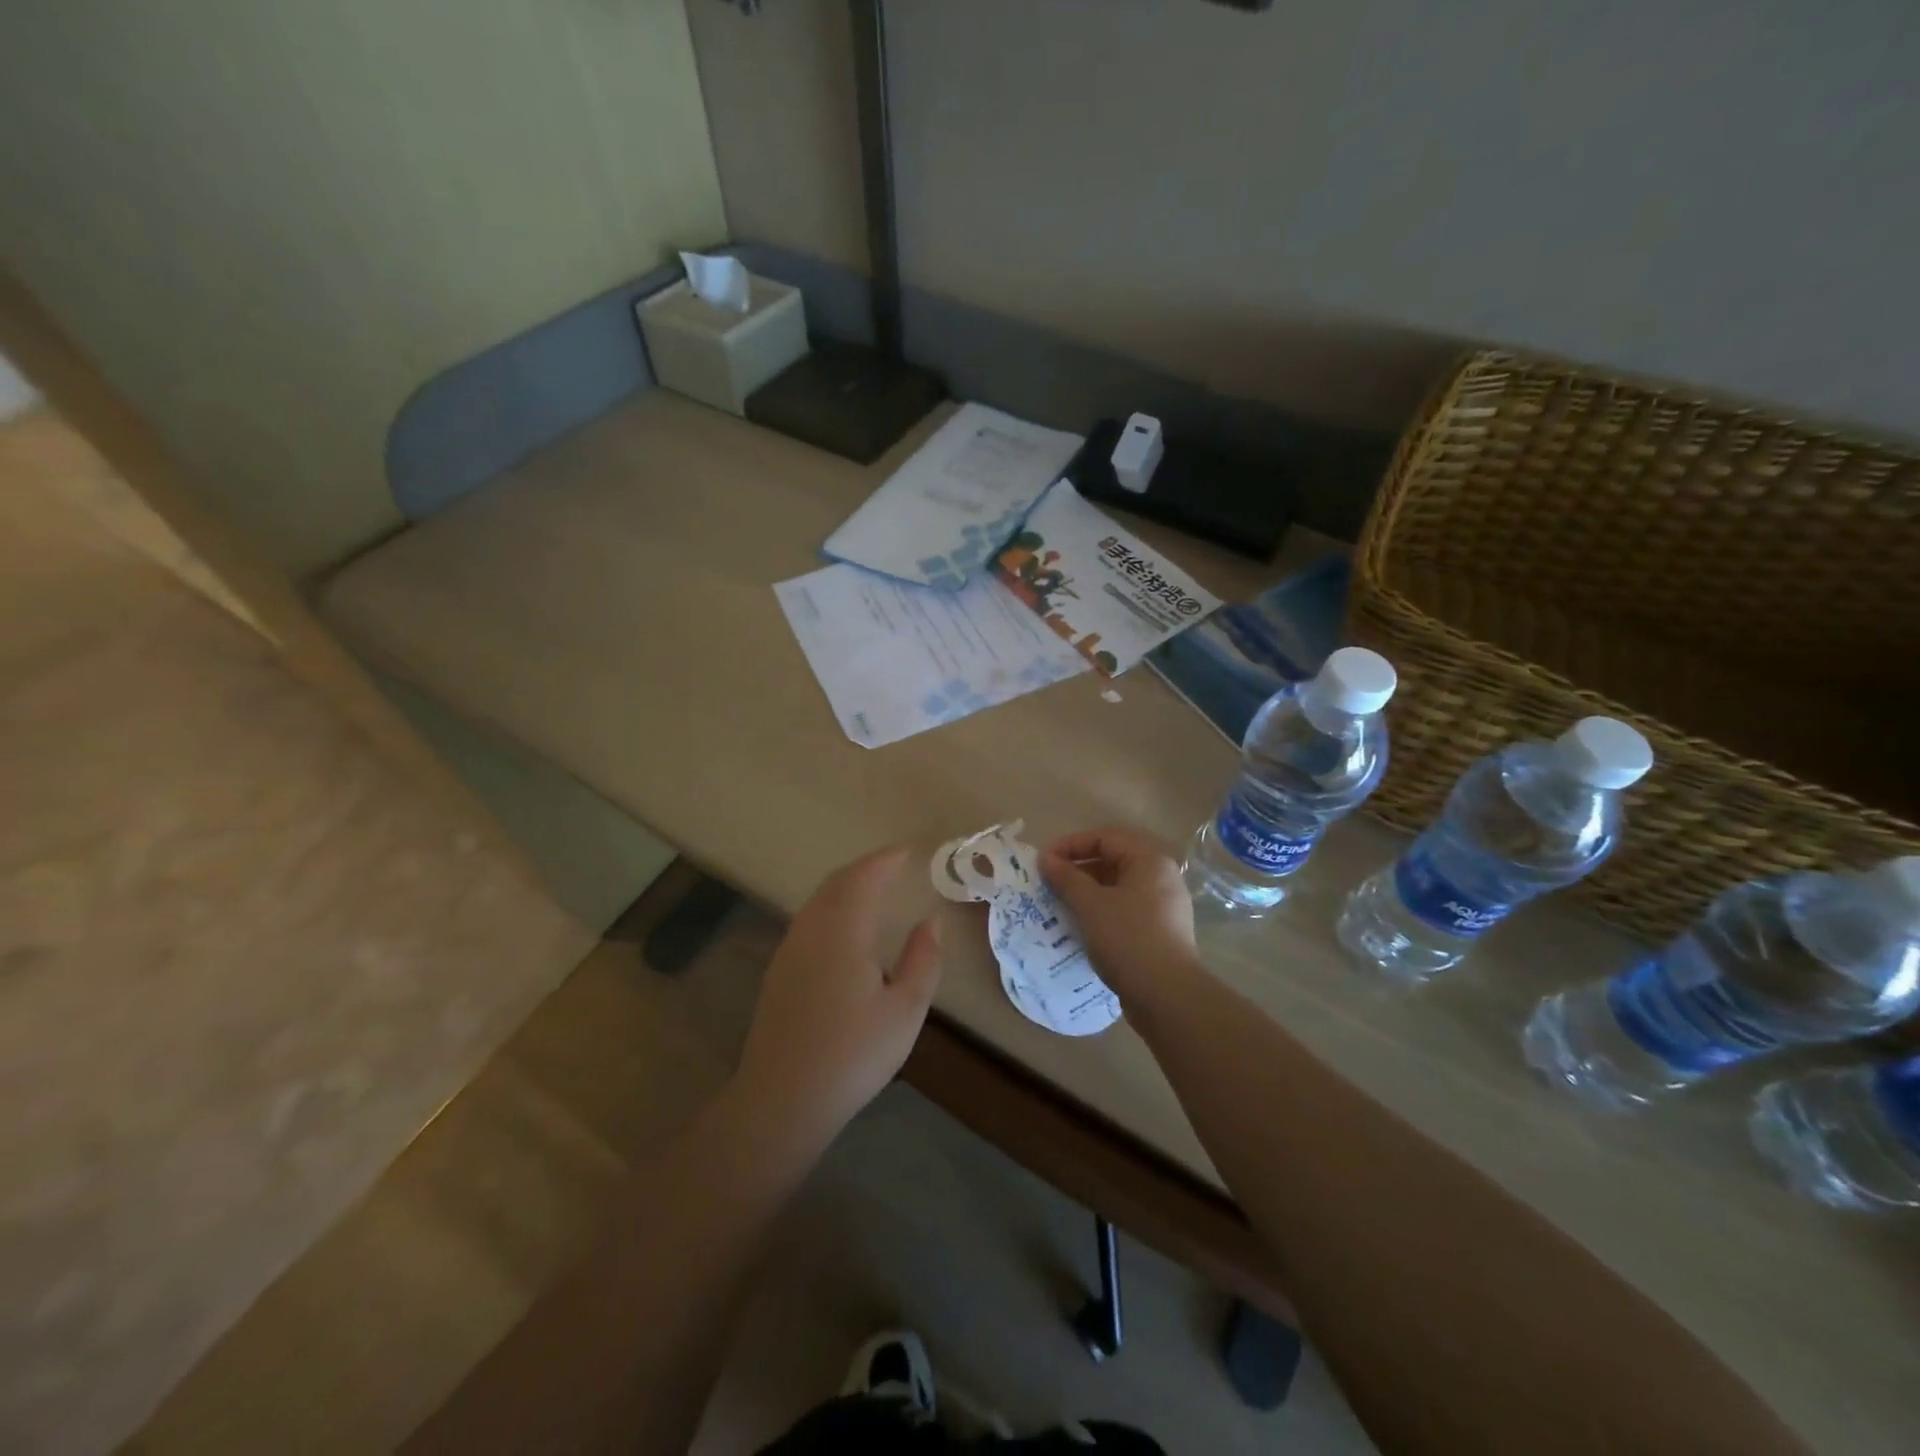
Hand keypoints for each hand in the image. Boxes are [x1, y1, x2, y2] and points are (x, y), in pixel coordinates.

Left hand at [735, 847, 941, 1149]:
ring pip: (819, 900)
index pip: (864, 877)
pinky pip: (809, 919)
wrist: (782, 1099)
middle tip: (893, 865)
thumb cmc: (853, 1054)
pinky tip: (845, 927)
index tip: (907, 851)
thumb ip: (923, 960)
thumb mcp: (905, 1010)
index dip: (886, 860)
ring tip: (873, 889)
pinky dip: (832, 906)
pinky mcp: (779, 970)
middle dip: (866, 868)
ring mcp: (790, 949)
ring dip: (846, 886)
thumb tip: (930, 923)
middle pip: (837, 882)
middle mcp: (811, 929)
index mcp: (843, 930)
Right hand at [1042, 826, 1202, 1010]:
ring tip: (1061, 904)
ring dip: (1088, 891)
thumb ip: (1066, 877)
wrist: (1167, 996)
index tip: (1044, 862)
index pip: (1105, 838)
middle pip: (1114, 860)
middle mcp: (1162, 877)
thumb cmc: (1127, 938)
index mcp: (1150, 860)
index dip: (1071, 845)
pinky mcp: (1161, 931)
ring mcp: (1164, 905)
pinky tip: (1082, 926)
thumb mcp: (1090, 904)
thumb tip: (1046, 859)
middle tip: (1050, 882)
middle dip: (1079, 868)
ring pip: (1119, 886)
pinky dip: (1102, 910)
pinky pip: (1126, 908)